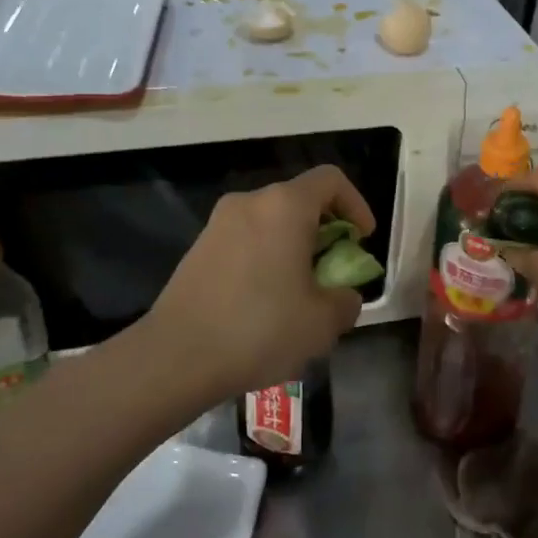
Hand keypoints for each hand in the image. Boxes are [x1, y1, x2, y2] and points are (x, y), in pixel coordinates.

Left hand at [144, 165, 375, 405]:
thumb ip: (346, 300)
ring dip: (294, 248)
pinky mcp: (198, 249)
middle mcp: (249, 203)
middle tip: (333, 273)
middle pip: (299, 201)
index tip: (361, 241)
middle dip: (325, 232)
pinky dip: (265, 259)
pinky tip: (263, 304)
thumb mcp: (323, 323)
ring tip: (300, 295)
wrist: (176, 357)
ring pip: (271, 223)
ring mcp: (218, 224)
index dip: (356, 205)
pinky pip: (246, 242)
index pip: (331, 180)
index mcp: (284, 206)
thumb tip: (342, 295)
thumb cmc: (260, 329)